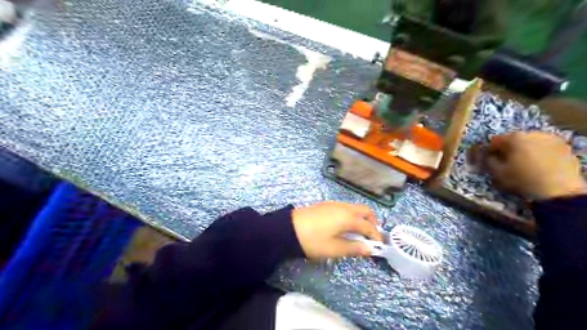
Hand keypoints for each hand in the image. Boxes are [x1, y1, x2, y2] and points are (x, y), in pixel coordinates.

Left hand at [291, 201, 383, 260]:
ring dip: (361, 217)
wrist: (289, 229)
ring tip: (358, 232)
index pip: (368, 226)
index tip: (380, 246)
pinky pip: (346, 207)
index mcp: (348, 217)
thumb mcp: (334, 249)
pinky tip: (345, 225)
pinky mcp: (326, 204)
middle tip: (371, 236)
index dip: (376, 236)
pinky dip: (352, 214)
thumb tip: (370, 249)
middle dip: (372, 222)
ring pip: (355, 207)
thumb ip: (354, 248)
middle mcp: (344, 207)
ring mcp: (335, 204)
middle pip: (365, 210)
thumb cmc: (313, 240)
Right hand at [487, 131, 586, 200]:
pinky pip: (544, 147)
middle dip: (508, 149)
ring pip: (530, 142)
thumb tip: (488, 156)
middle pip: (513, 140)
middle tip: (506, 162)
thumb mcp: (497, 173)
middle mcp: (532, 134)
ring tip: (523, 164)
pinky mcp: (563, 147)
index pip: (494, 141)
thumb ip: (488, 161)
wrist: (558, 190)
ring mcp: (550, 139)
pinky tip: (537, 165)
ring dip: (524, 150)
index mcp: (514, 138)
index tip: (488, 160)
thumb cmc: (522, 180)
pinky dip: (538, 153)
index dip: (489, 151)